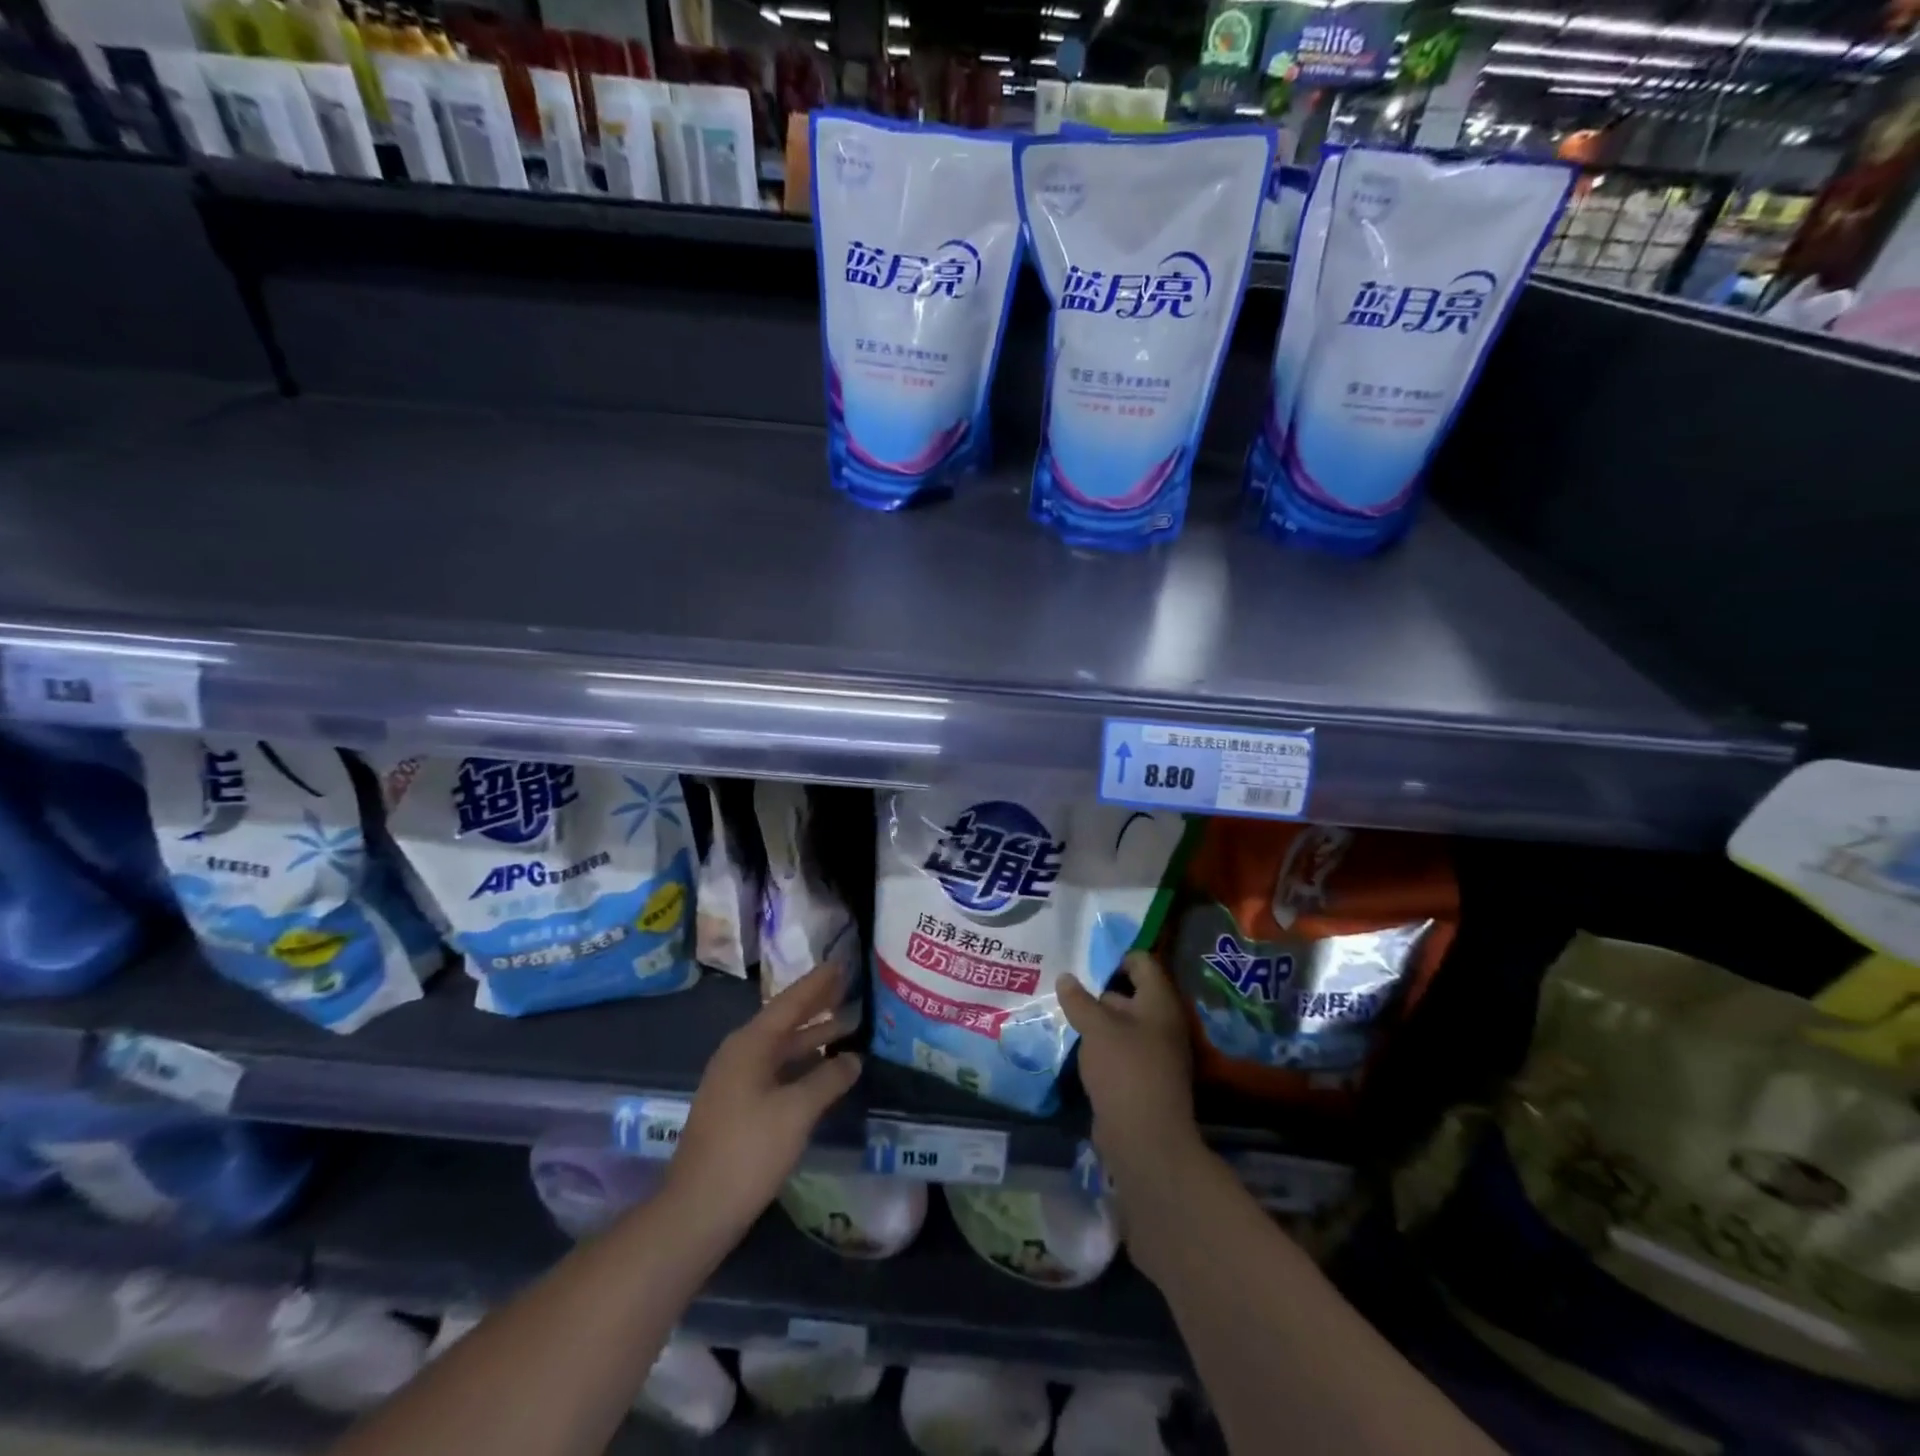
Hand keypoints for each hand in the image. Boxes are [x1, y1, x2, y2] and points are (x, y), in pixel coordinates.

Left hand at [667, 963, 861, 1236]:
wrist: (697, 1210)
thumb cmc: (748, 1152)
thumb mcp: (796, 1112)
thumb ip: (828, 1079)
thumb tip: (853, 1058)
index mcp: (750, 1045)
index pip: (790, 1002)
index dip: (818, 983)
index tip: (841, 963)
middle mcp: (740, 1054)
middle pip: (784, 1021)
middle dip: (816, 1005)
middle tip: (848, 986)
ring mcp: (736, 1081)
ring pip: (781, 1047)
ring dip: (812, 1035)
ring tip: (847, 1024)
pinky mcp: (737, 1106)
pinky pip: (776, 1069)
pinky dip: (802, 1062)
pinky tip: (822, 1068)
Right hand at [1058, 951, 1199, 1178]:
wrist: (1145, 1139)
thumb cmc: (1125, 1069)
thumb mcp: (1096, 1028)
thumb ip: (1079, 1000)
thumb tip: (1065, 977)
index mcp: (1159, 1002)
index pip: (1142, 962)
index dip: (1115, 958)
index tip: (1084, 964)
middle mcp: (1162, 1022)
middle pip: (1131, 992)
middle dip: (1098, 989)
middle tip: (1066, 986)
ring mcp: (1155, 1052)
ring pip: (1122, 1023)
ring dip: (1096, 1019)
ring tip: (1063, 1013)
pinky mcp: (1142, 1077)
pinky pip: (1120, 1049)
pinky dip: (1100, 1045)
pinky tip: (1075, 1045)